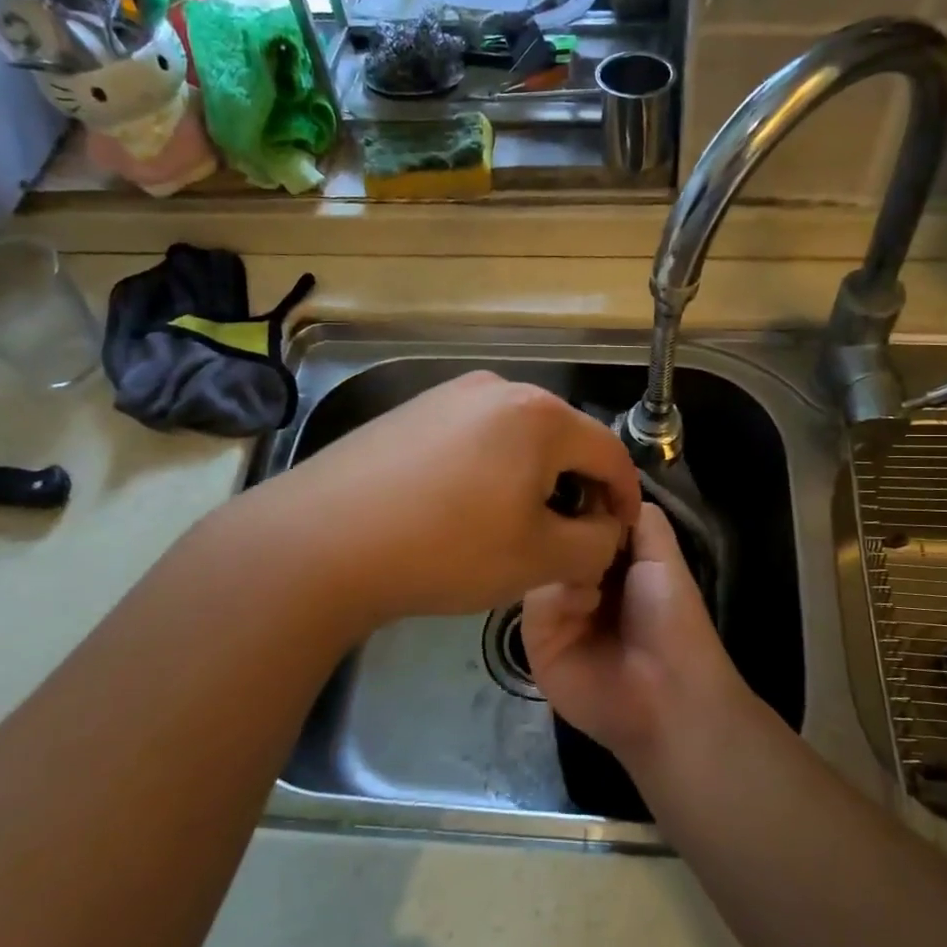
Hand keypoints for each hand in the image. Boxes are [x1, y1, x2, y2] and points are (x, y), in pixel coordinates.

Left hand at [263, 371, 640, 623]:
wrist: (321, 541)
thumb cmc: (447, 547)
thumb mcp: (539, 558)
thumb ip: (594, 544)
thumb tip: (604, 530)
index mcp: (540, 415)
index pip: (609, 452)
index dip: (625, 496)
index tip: (622, 532)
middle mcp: (498, 388)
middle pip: (563, 440)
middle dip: (575, 489)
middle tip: (568, 538)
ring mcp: (448, 394)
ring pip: (516, 439)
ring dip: (531, 480)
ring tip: (514, 527)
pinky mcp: (411, 411)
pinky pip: (473, 438)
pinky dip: (489, 471)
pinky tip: (462, 510)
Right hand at [522, 505, 744, 772]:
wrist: (667, 693)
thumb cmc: (671, 619)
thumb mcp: (662, 555)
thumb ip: (637, 516)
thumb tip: (601, 486)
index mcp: (610, 559)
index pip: (581, 517)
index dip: (579, 499)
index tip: (571, 478)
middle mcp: (576, 578)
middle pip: (554, 537)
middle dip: (566, 528)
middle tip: (580, 527)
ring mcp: (553, 608)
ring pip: (539, 563)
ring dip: (566, 561)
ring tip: (595, 578)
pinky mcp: (535, 637)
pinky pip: (533, 599)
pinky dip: (559, 595)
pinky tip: (585, 605)